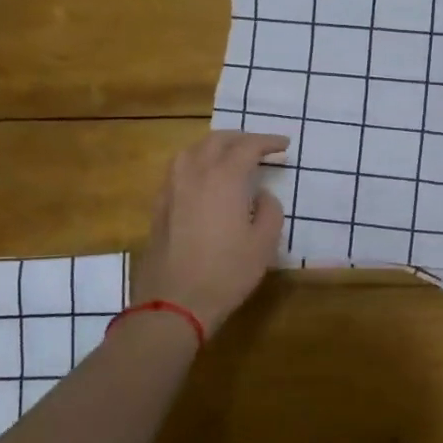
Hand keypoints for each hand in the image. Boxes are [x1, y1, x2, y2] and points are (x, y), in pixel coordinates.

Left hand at [130, 131, 288, 335]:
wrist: (175, 304)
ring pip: (191, 151)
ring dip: (214, 147)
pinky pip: (177, 170)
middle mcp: (195, 174)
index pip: (248, 146)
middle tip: (259, 147)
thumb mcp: (264, 243)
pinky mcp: (159, 207)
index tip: (284, 145)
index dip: (268, 142)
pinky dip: (195, 163)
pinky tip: (203, 180)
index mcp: (224, 178)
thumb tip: (260, 196)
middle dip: (241, 138)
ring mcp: (172, 189)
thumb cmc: (227, 273)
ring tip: (229, 156)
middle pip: (216, 141)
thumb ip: (269, 210)